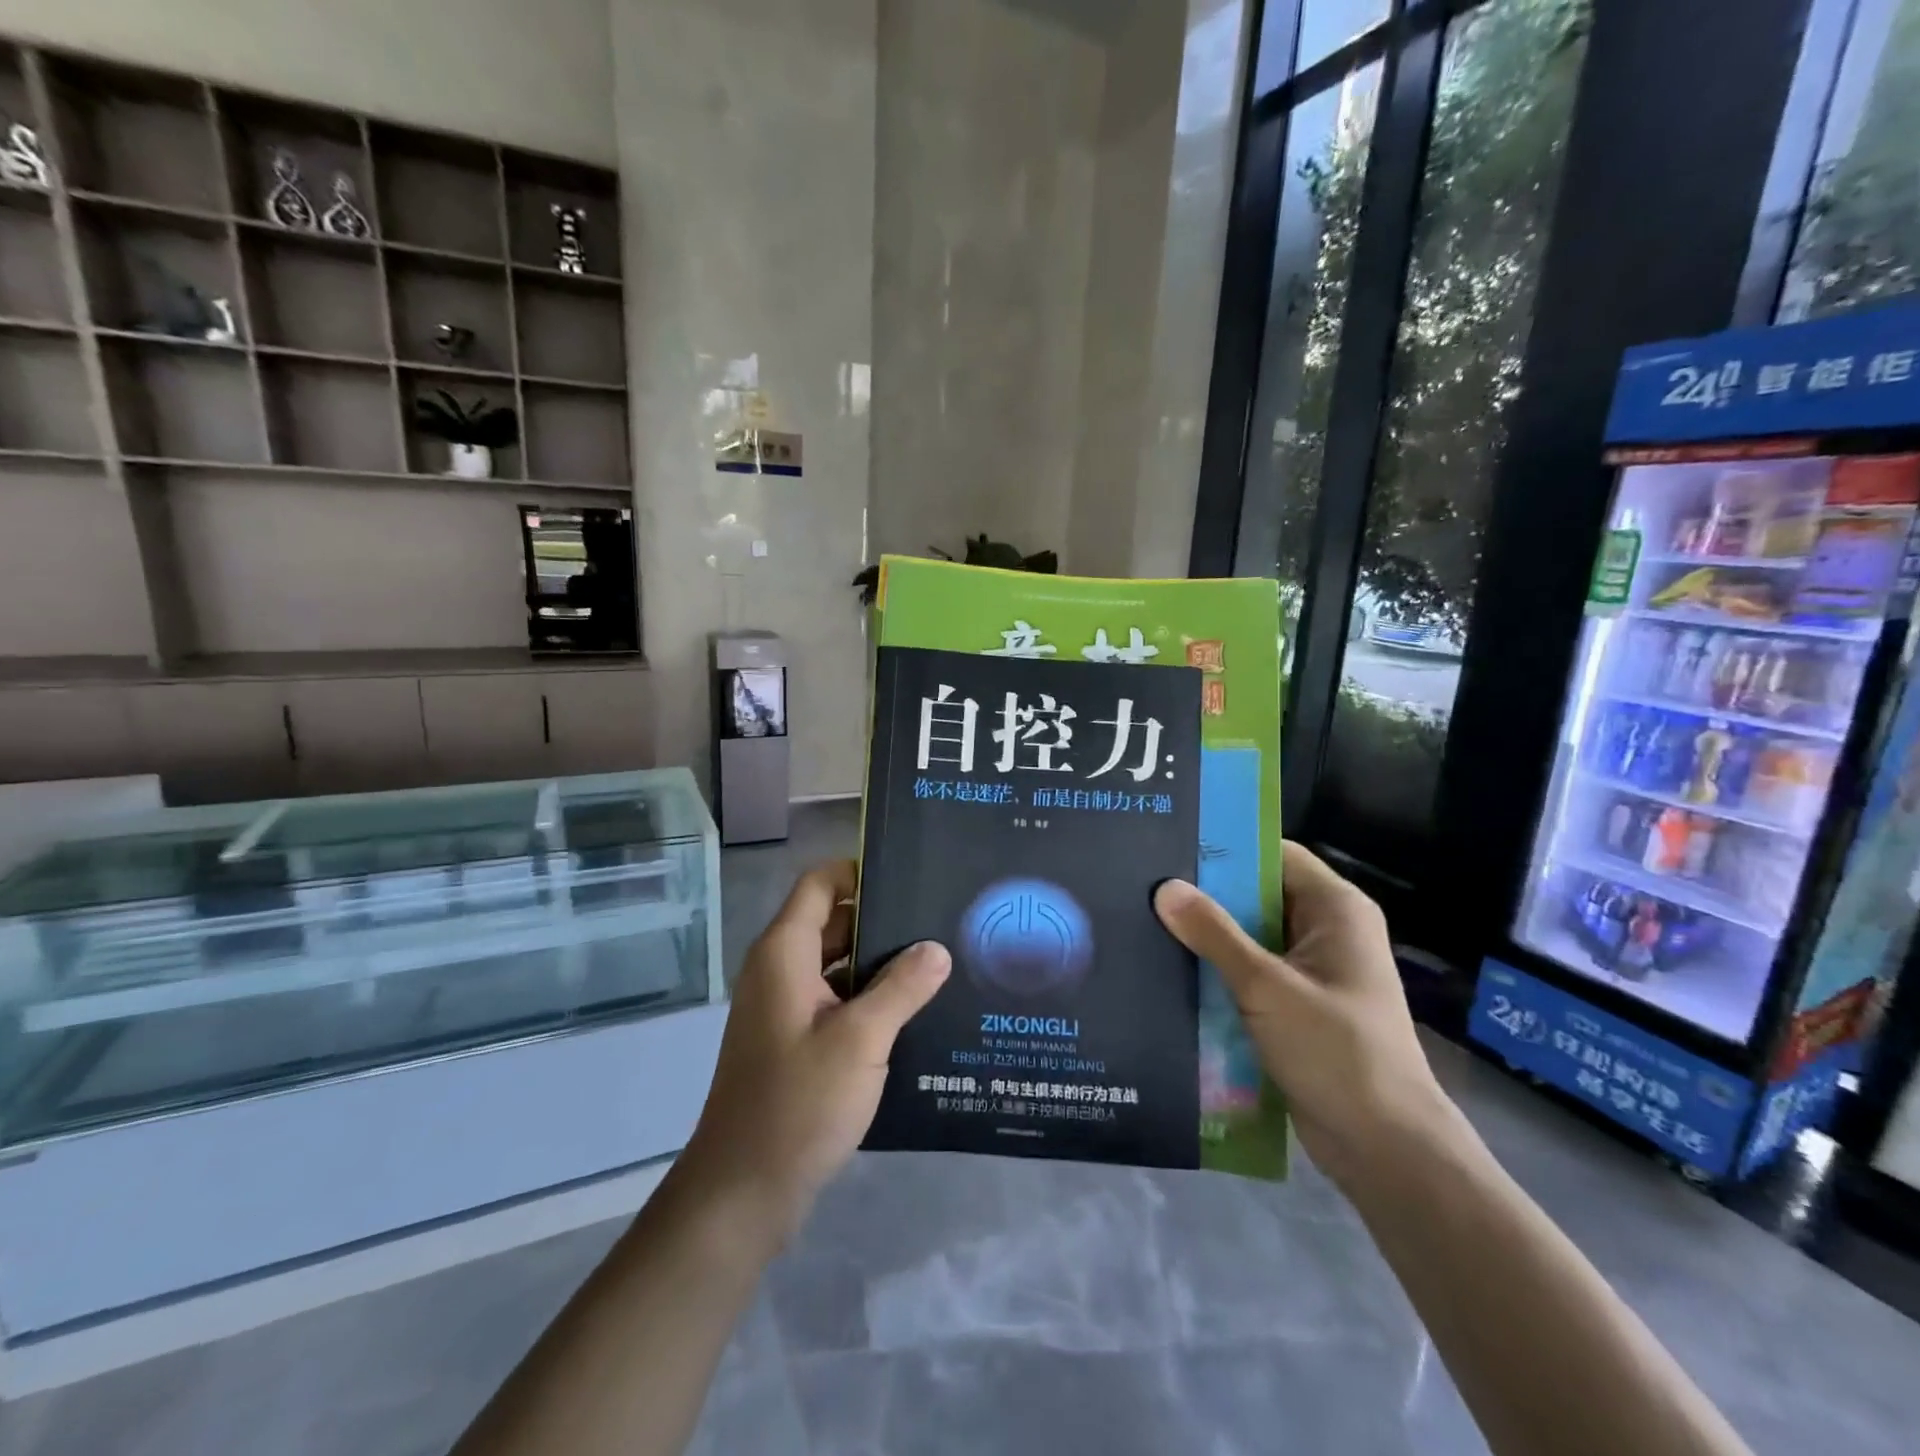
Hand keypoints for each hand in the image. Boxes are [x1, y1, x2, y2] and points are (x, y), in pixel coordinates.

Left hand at [677, 860, 950, 1240]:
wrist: (743, 1191)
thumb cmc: (798, 1102)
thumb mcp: (861, 1039)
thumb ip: (902, 987)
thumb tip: (937, 947)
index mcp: (784, 952)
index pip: (820, 883)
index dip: (860, 871)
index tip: (911, 875)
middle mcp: (779, 969)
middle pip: (832, 921)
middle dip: (881, 918)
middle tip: (939, 919)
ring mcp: (784, 1007)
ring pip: (836, 963)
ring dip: (878, 962)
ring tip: (938, 961)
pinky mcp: (793, 1040)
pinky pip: (834, 999)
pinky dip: (867, 996)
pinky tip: (913, 1010)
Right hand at [1154, 841, 1452, 1191]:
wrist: (1384, 1149)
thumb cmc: (1336, 1052)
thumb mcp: (1267, 987)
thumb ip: (1214, 935)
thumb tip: (1164, 888)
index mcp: (1335, 909)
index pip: (1274, 855)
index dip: (1226, 848)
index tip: (1171, 844)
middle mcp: (1326, 931)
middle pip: (1258, 895)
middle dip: (1207, 894)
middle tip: (1145, 884)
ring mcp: (1311, 971)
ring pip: (1250, 937)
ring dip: (1208, 935)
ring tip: (1146, 920)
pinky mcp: (1296, 1006)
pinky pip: (1250, 973)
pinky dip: (1218, 970)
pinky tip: (1170, 969)